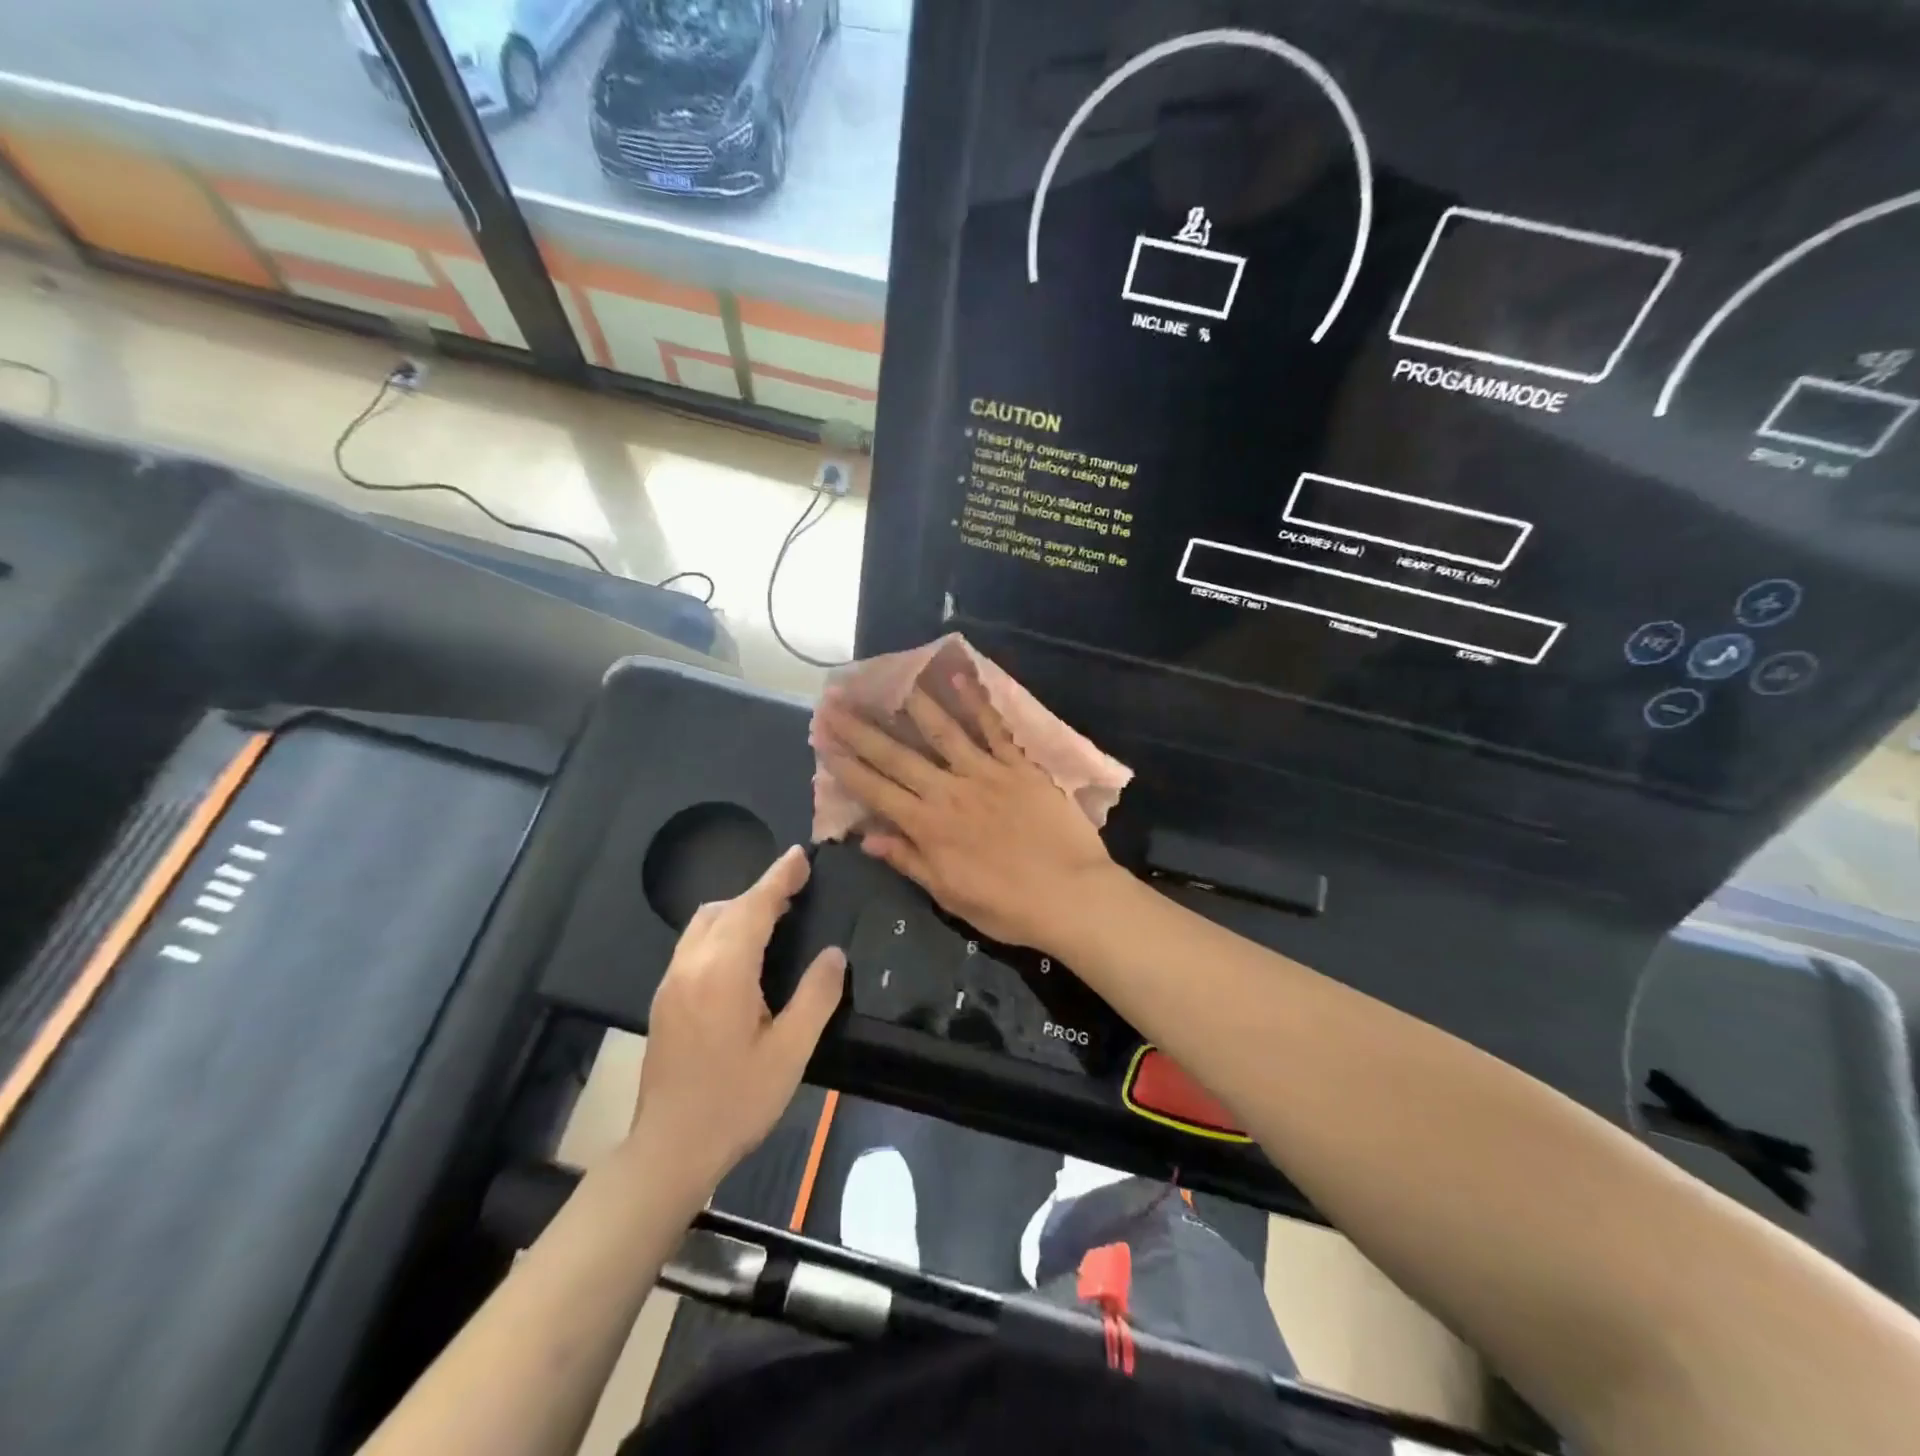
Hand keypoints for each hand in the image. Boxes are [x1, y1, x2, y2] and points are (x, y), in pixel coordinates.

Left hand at [631, 847, 844, 1193]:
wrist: (668, 1151)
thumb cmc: (735, 1101)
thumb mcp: (790, 1052)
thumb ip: (816, 996)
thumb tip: (833, 955)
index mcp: (723, 972)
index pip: (753, 907)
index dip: (779, 878)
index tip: (800, 856)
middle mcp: (691, 965)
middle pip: (724, 908)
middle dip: (760, 892)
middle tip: (797, 890)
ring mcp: (671, 982)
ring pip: (703, 923)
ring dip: (738, 910)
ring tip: (774, 918)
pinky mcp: (664, 999)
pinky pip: (694, 944)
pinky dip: (722, 930)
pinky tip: (743, 954)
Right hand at [816, 676, 1117, 949]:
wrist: (1071, 896)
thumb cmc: (1008, 907)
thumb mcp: (949, 895)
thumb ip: (909, 861)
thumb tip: (867, 839)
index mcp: (928, 827)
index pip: (876, 790)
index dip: (846, 764)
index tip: (823, 739)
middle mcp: (948, 791)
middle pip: (897, 755)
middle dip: (862, 728)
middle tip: (836, 700)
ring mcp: (985, 773)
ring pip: (942, 731)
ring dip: (912, 704)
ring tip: (889, 679)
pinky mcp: (1019, 765)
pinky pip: (994, 728)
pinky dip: (976, 701)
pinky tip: (957, 677)